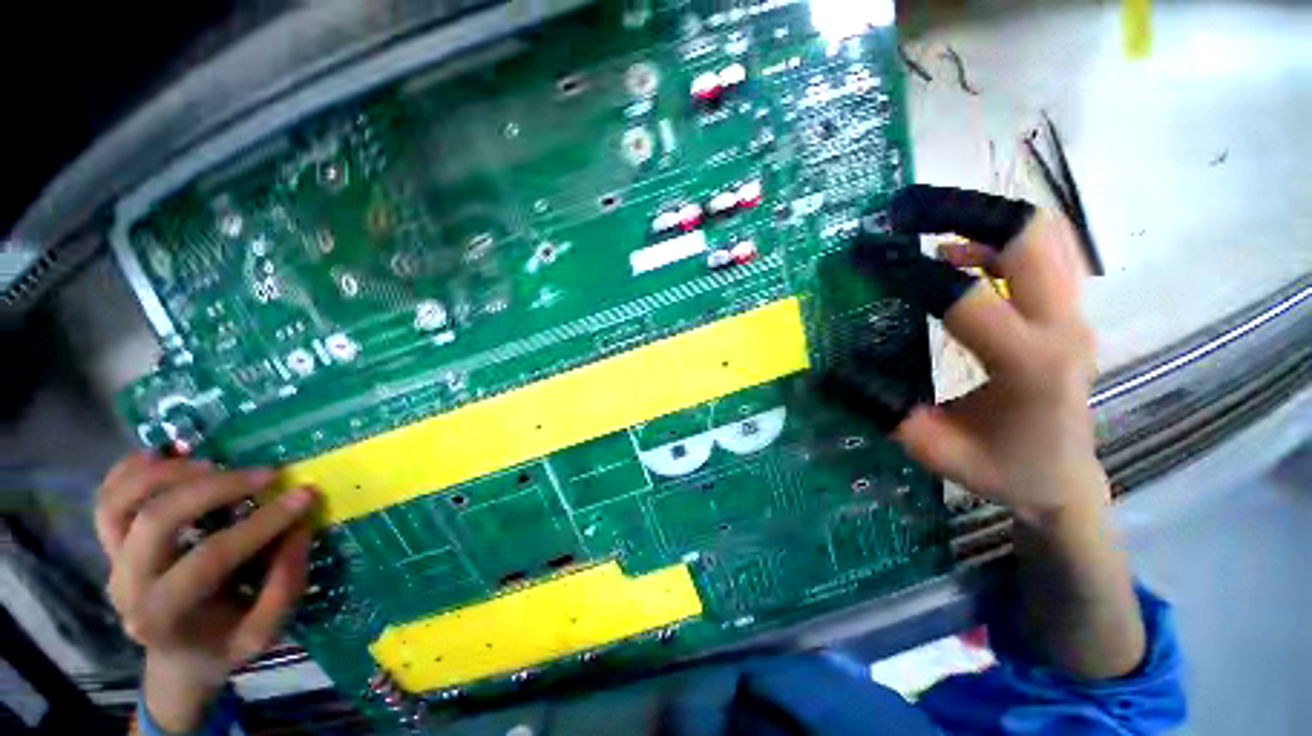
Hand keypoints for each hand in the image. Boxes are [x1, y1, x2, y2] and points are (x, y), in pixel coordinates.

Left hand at [95, 454, 316, 730]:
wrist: (177, 658)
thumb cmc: (223, 644)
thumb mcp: (263, 634)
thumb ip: (283, 587)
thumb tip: (298, 530)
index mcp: (164, 617)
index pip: (210, 559)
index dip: (260, 524)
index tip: (304, 495)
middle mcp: (128, 586)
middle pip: (156, 521)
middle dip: (214, 489)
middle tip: (263, 474)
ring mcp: (112, 562)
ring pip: (119, 503)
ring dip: (164, 473)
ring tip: (210, 460)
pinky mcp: (110, 544)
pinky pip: (106, 498)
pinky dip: (131, 470)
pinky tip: (165, 455)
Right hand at [855, 186, 1143, 679]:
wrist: (1064, 480)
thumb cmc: (1001, 470)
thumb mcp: (932, 448)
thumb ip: (882, 409)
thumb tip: (827, 374)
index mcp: (1030, 365)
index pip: (966, 297)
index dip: (909, 272)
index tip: (865, 256)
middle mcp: (1062, 328)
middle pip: (1029, 236)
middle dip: (961, 211)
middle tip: (903, 211)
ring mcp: (1071, 316)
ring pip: (1041, 236)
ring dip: (979, 219)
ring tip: (923, 220)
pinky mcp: (1064, 314)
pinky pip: (1036, 256)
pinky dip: (991, 242)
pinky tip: (951, 254)